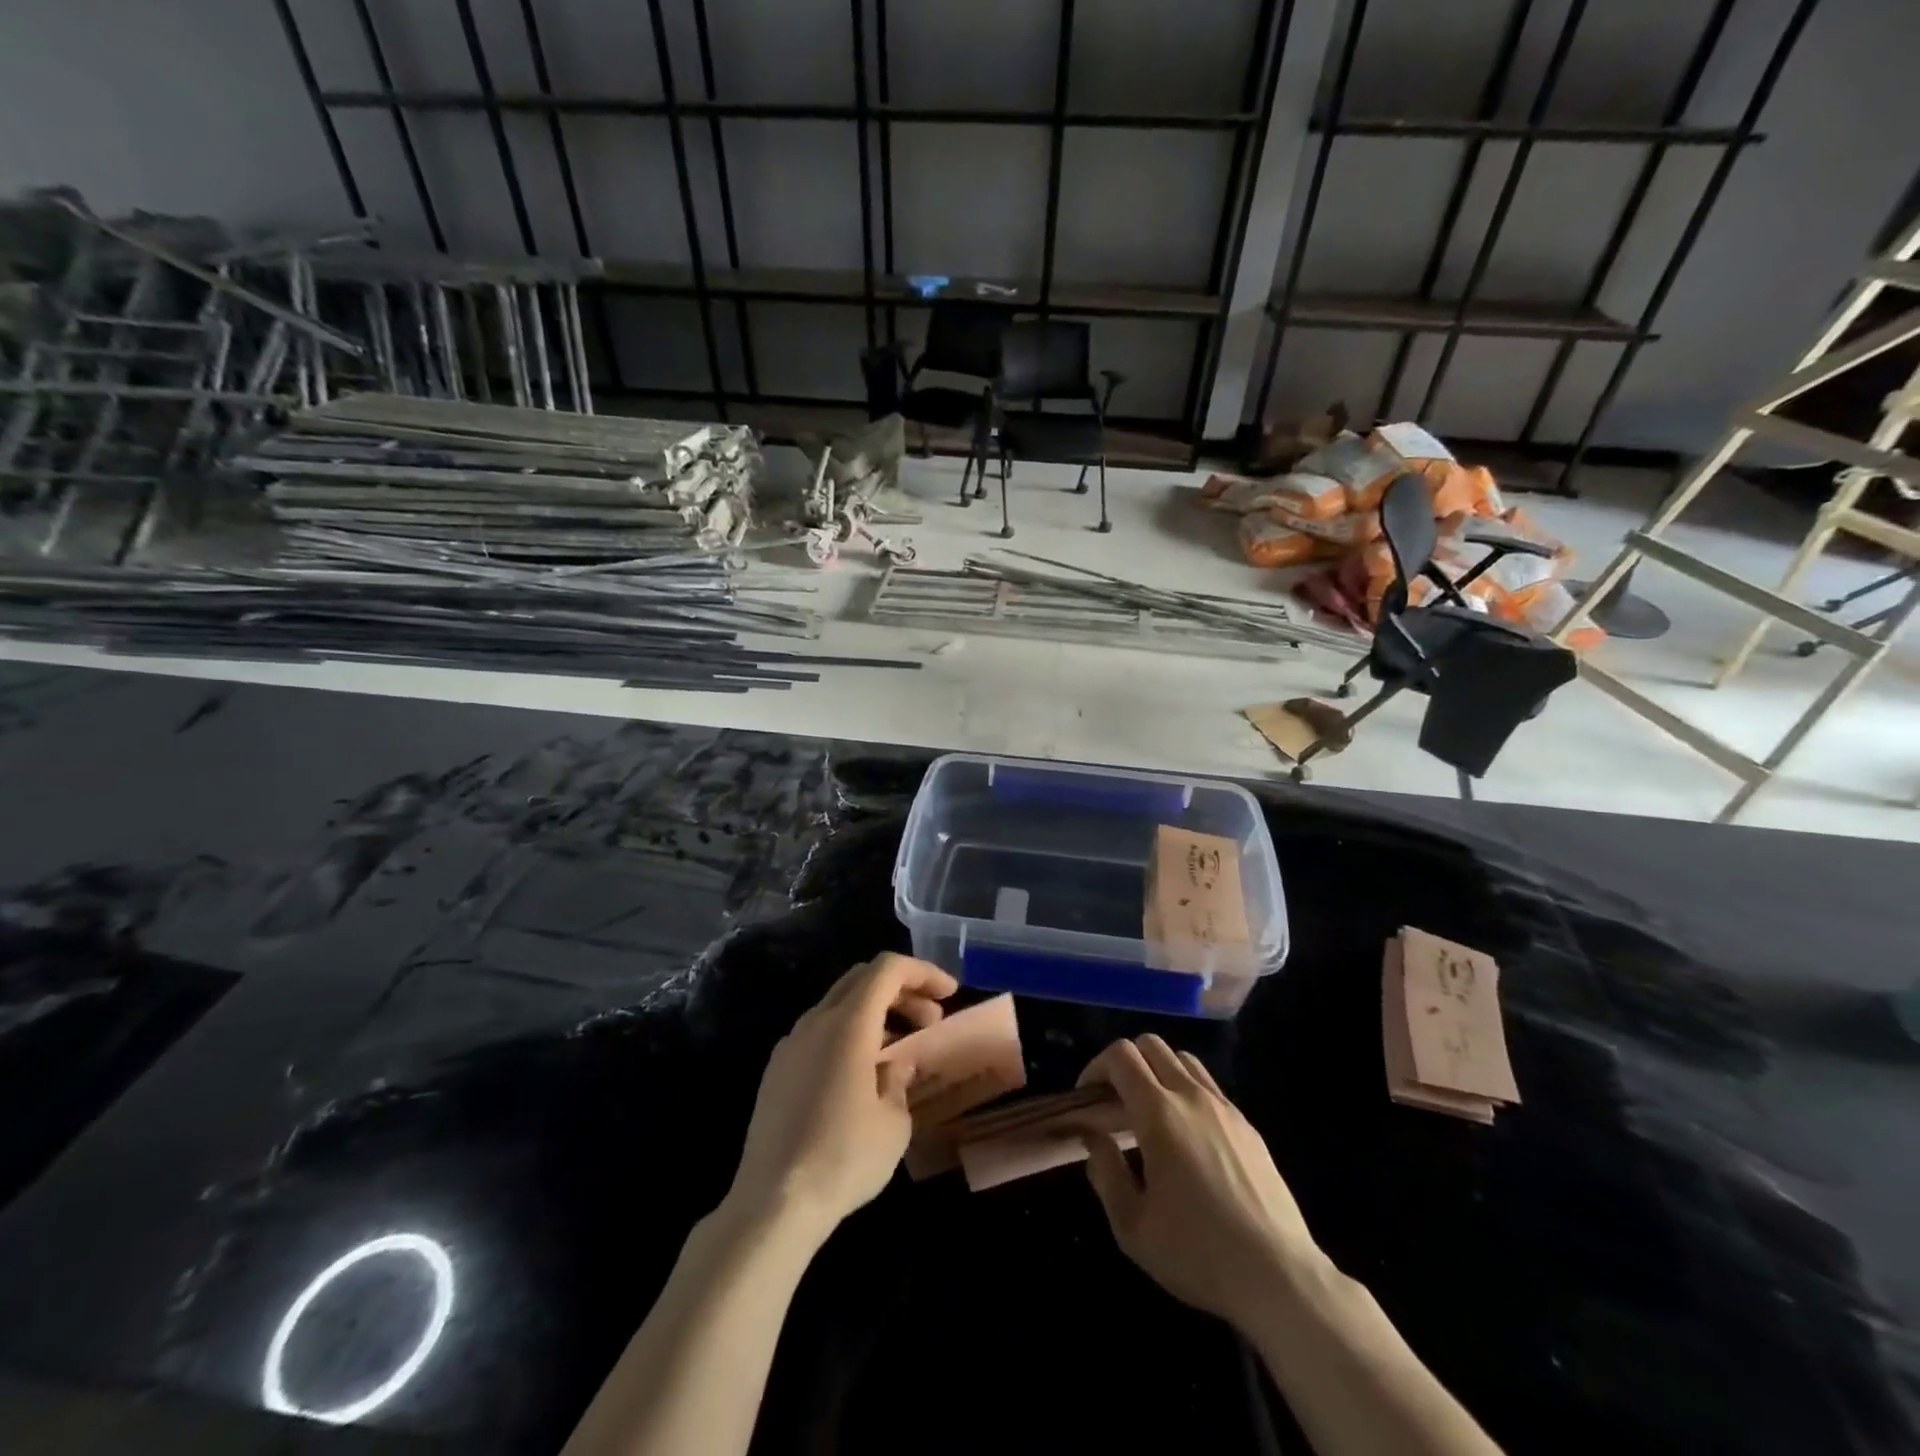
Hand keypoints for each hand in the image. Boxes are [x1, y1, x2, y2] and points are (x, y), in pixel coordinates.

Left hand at [727, 954, 957, 1243]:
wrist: (772, 1204)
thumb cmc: (844, 1158)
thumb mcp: (893, 1122)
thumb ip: (900, 1078)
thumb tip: (897, 1062)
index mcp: (848, 1023)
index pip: (888, 969)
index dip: (923, 972)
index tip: (950, 994)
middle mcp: (816, 1021)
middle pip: (862, 978)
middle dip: (902, 989)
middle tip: (931, 1018)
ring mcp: (791, 1044)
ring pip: (839, 1003)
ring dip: (875, 1012)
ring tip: (902, 1047)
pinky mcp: (777, 1070)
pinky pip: (820, 1031)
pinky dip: (850, 1033)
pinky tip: (863, 1071)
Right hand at [1079, 1036, 1319, 1329]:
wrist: (1278, 1277)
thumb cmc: (1197, 1253)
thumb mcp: (1132, 1226)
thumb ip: (1105, 1172)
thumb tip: (1093, 1138)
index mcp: (1159, 1113)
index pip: (1121, 1056)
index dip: (1096, 1067)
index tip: (1087, 1098)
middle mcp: (1192, 1096)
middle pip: (1151, 1045)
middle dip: (1125, 1062)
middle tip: (1115, 1101)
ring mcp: (1224, 1108)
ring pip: (1183, 1059)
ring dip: (1158, 1071)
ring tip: (1149, 1112)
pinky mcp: (1247, 1126)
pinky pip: (1209, 1086)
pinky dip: (1187, 1091)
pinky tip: (1187, 1135)